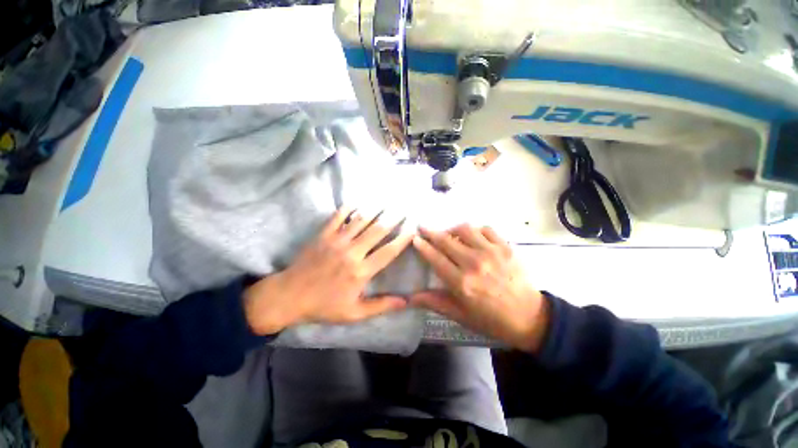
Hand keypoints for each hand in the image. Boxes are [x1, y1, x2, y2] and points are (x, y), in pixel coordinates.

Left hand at [244, 207, 413, 334]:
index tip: (413, 229)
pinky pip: (338, 217)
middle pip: (377, 231)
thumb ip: (381, 306)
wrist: (289, 297)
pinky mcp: (323, 235)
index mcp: (361, 272)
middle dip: (393, 219)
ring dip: (375, 210)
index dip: (403, 239)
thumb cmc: (324, 306)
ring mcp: (336, 241)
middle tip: (403, 209)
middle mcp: (352, 252)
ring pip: (360, 220)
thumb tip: (406, 302)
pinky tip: (356, 202)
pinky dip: (347, 208)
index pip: (388, 252)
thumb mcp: (354, 313)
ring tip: (386, 202)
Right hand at [411, 224, 549, 351]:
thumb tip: (409, 298)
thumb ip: (434, 302)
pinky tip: (473, 237)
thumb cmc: (491, 319)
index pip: (435, 258)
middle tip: (424, 228)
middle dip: (431, 232)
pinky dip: (475, 230)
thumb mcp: (460, 315)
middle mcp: (474, 263)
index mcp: (461, 283)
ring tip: (449, 234)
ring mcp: (491, 252)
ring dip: (452, 229)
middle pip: (446, 240)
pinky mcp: (505, 247)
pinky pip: (486, 229)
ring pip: (465, 229)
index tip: (415, 238)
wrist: (530, 318)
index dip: (423, 246)